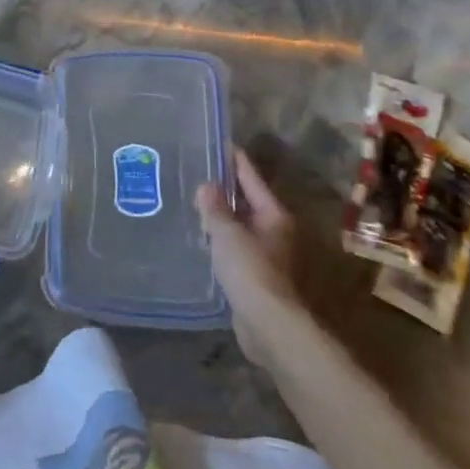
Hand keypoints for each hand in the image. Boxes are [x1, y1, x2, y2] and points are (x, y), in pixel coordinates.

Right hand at [196, 148, 298, 354]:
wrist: (268, 324)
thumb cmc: (250, 270)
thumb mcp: (227, 233)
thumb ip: (215, 208)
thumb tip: (208, 186)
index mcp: (273, 215)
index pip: (251, 178)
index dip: (235, 160)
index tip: (220, 144)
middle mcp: (275, 231)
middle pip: (248, 201)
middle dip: (225, 188)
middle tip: (198, 172)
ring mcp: (268, 254)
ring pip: (241, 225)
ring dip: (222, 216)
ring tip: (194, 202)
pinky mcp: (256, 275)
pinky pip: (235, 246)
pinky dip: (221, 238)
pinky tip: (202, 236)